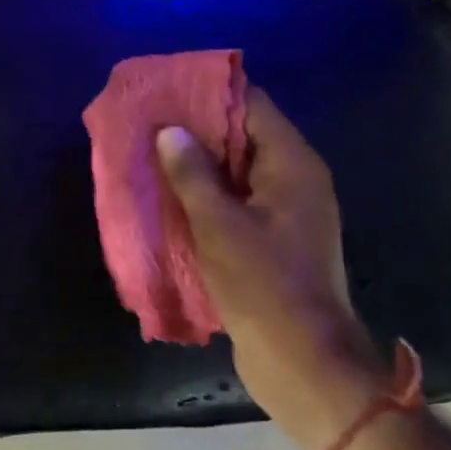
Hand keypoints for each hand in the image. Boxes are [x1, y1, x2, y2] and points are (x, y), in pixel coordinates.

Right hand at [156, 91, 385, 449]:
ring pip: (237, 170)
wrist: (302, 360)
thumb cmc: (263, 286)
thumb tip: (169, 131)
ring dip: (198, 163)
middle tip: (148, 122)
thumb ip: (192, 174)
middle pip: (244, 135)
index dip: (208, 93)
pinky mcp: (275, 239)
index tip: (166, 89)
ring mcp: (286, 211)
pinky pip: (237, 200)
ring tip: (151, 155)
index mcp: (292, 165)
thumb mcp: (219, 225)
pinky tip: (172, 197)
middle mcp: (295, 179)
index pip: (251, 105)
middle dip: (196, 128)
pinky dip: (208, 194)